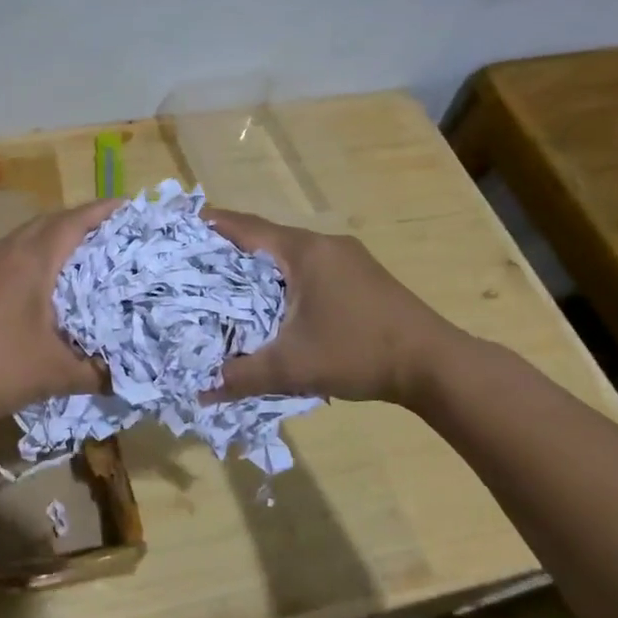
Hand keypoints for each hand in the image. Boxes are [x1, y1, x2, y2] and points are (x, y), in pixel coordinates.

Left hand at [0, 198, 121, 431]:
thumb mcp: (55, 373)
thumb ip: (96, 371)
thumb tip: (126, 375)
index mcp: (30, 261)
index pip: (73, 222)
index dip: (103, 211)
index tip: (131, 206)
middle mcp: (7, 252)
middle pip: (49, 221)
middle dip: (82, 220)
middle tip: (114, 232)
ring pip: (27, 235)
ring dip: (56, 236)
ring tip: (86, 253)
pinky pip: (13, 253)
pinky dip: (37, 254)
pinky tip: (47, 281)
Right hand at [204, 209, 467, 406]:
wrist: (434, 364)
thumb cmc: (358, 352)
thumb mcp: (293, 367)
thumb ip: (243, 377)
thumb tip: (201, 393)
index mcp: (304, 252)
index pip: (247, 228)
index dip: (213, 225)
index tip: (182, 225)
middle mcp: (324, 245)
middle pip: (266, 237)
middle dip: (230, 248)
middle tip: (195, 261)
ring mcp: (347, 259)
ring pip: (289, 254)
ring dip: (259, 265)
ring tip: (226, 283)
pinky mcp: (361, 276)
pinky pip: (309, 267)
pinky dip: (283, 277)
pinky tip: (273, 301)